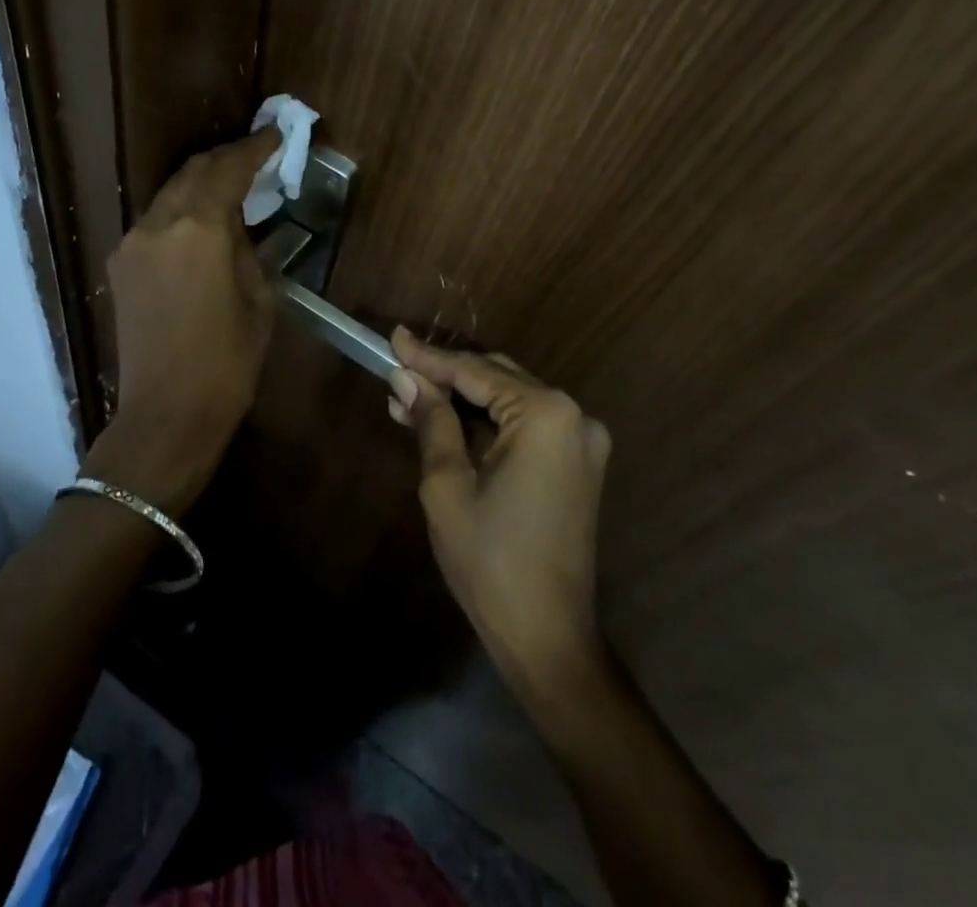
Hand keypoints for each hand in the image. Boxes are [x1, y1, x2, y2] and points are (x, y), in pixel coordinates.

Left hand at [82, 130, 280, 514]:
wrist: (166, 414)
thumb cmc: (227, 361)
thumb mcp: (259, 299)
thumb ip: (248, 249)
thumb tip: (238, 226)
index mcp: (200, 230)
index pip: (228, 169)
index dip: (254, 148)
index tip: (275, 135)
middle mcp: (159, 224)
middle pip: (193, 171)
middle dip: (225, 159)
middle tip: (255, 156)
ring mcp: (132, 243)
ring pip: (170, 193)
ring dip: (200, 183)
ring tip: (231, 186)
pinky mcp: (120, 265)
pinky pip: (155, 221)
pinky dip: (181, 210)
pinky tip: (200, 224)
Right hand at [389, 327, 613, 694]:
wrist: (548, 637)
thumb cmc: (490, 560)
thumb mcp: (447, 485)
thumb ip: (432, 420)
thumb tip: (406, 378)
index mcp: (545, 414)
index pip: (474, 372)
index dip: (428, 357)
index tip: (393, 338)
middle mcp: (573, 415)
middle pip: (496, 378)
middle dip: (445, 377)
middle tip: (397, 373)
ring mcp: (582, 440)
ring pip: (511, 400)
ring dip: (463, 400)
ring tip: (411, 399)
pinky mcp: (580, 463)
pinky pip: (527, 426)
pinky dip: (488, 423)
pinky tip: (448, 424)